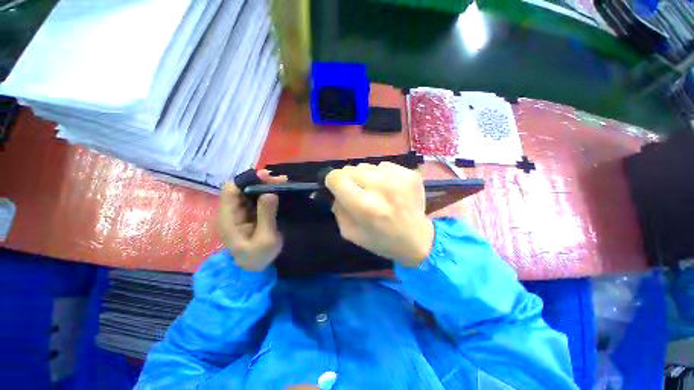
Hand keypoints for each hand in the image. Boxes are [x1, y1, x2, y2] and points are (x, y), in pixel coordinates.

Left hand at [218, 170, 286, 270]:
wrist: (256, 269)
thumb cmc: (258, 257)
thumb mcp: (266, 239)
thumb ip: (266, 216)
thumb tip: (270, 192)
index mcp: (228, 218)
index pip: (231, 191)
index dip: (247, 180)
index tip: (266, 177)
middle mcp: (232, 212)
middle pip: (241, 188)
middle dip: (260, 181)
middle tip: (281, 180)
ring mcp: (241, 212)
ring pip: (250, 192)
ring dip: (265, 185)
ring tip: (283, 183)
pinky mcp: (250, 214)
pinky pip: (257, 198)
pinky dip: (268, 192)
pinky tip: (279, 190)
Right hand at [325, 162, 434, 266]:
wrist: (418, 239)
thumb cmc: (381, 240)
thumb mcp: (350, 233)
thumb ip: (338, 209)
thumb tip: (335, 190)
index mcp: (365, 206)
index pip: (337, 178)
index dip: (332, 182)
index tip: (338, 189)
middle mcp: (382, 187)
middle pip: (350, 169)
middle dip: (349, 180)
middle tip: (358, 192)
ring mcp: (398, 177)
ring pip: (367, 166)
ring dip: (366, 177)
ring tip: (376, 191)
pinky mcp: (410, 173)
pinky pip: (384, 166)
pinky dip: (382, 175)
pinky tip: (389, 189)